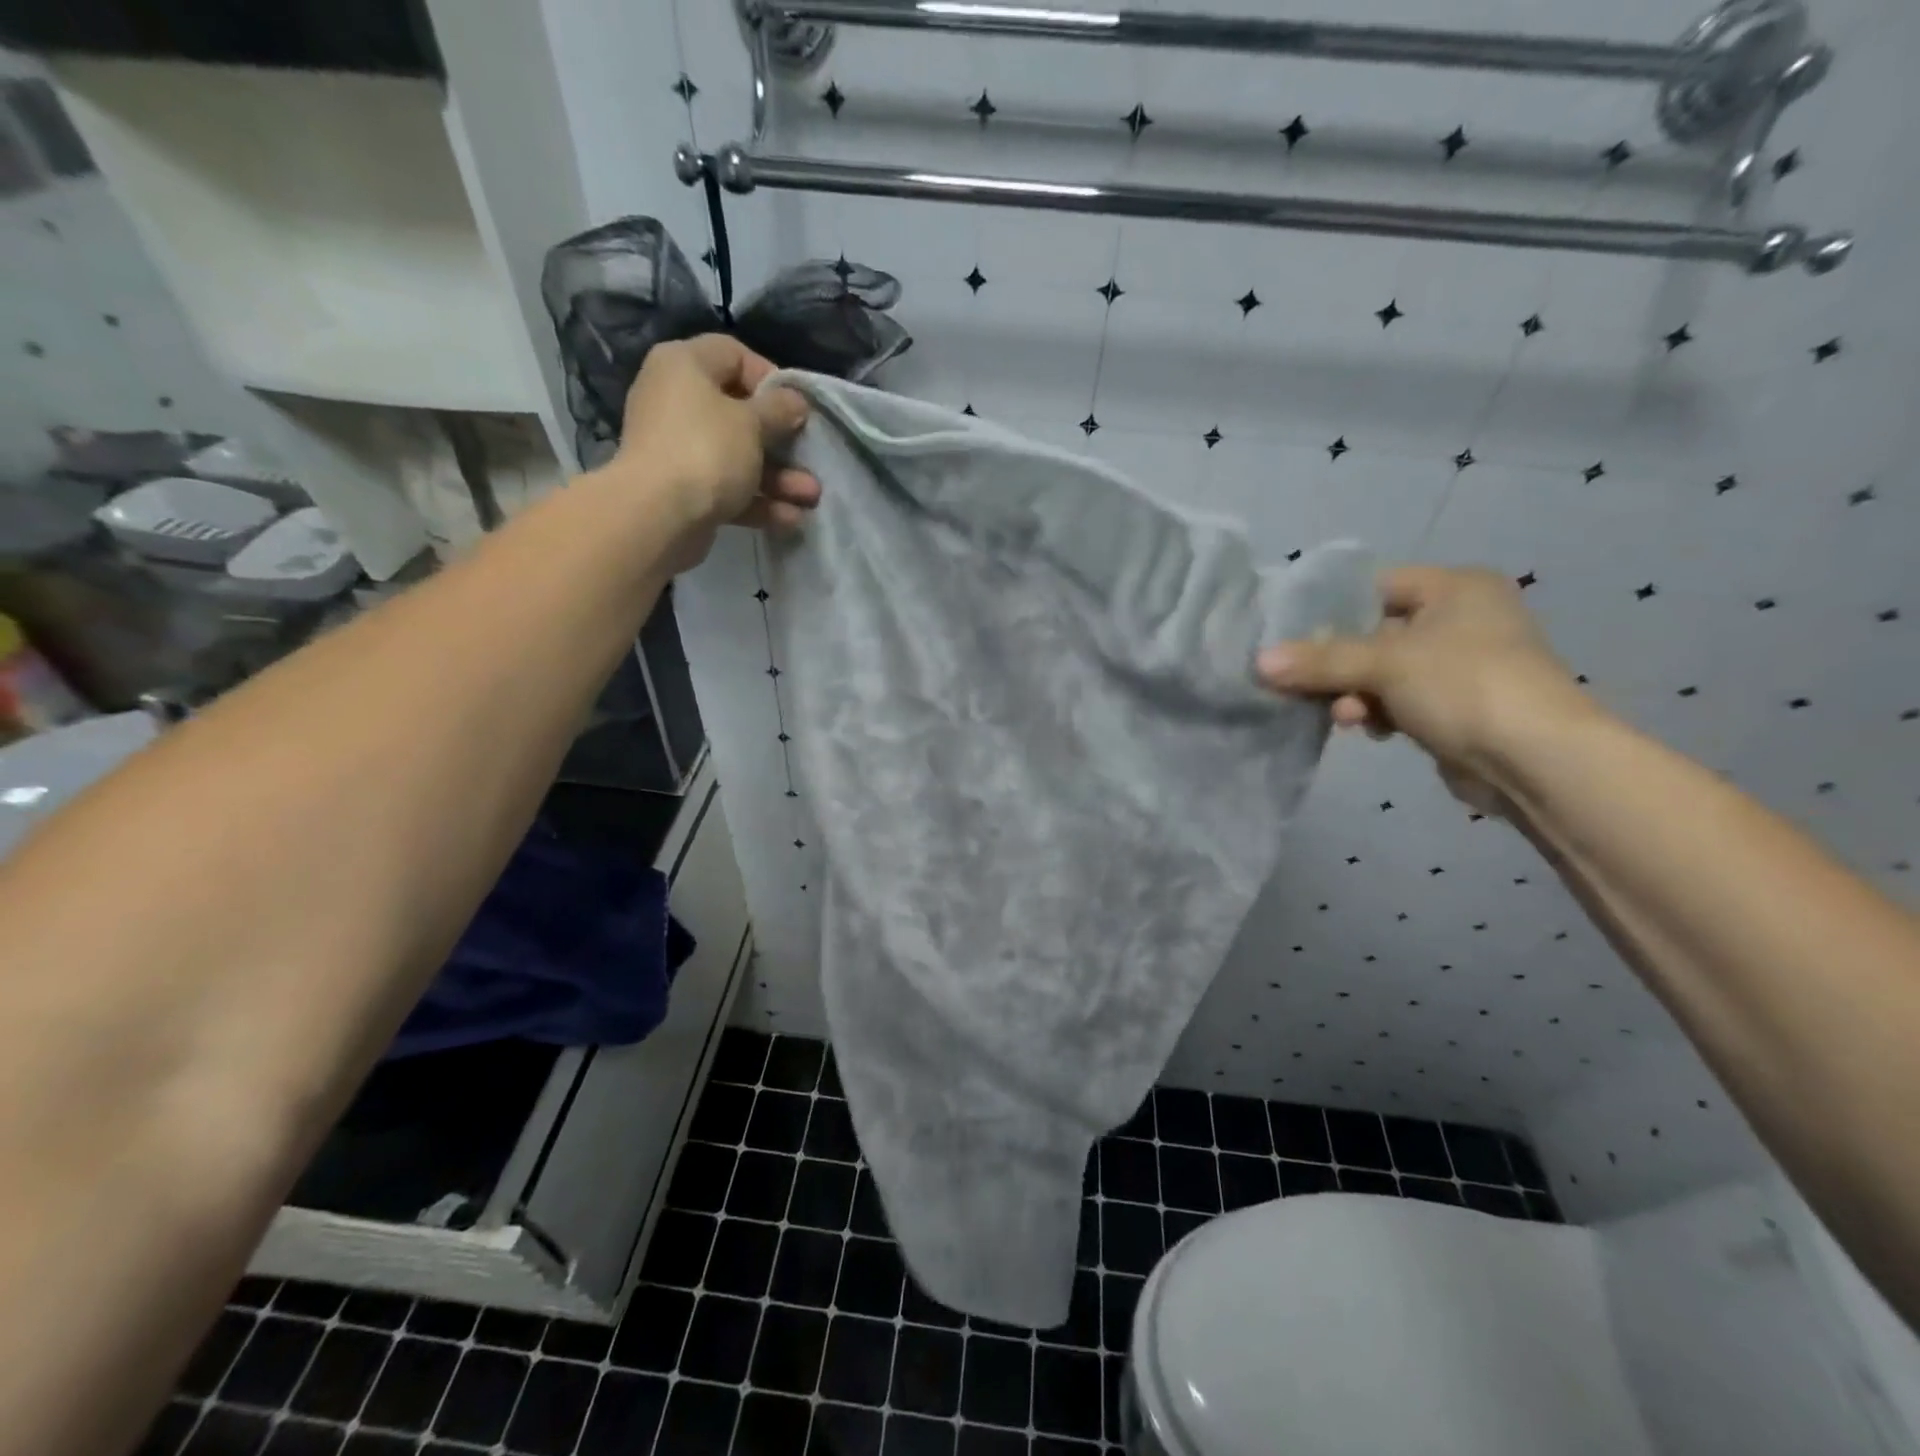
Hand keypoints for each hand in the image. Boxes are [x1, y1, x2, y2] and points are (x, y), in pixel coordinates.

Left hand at [605, 335, 820, 568]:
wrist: (657, 516)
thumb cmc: (706, 451)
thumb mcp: (752, 422)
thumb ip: (779, 409)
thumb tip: (794, 401)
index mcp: (684, 366)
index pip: (733, 355)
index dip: (770, 378)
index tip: (796, 407)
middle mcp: (677, 401)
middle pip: (740, 413)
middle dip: (782, 442)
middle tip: (810, 456)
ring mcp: (679, 449)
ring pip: (739, 457)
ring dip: (779, 478)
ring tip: (811, 497)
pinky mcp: (685, 490)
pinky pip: (728, 489)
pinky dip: (758, 502)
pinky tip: (789, 518)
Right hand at [1256, 566, 1593, 807]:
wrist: (1536, 760)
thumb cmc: (1463, 686)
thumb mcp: (1384, 664)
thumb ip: (1319, 660)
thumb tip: (1259, 662)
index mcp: (1456, 588)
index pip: (1376, 586)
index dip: (1332, 610)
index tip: (1291, 638)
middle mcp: (1462, 618)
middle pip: (1374, 633)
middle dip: (1339, 664)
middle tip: (1306, 684)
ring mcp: (1461, 665)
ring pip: (1383, 672)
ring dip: (1355, 694)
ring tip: (1345, 717)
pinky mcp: (1457, 706)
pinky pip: (1400, 700)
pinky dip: (1379, 712)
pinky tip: (1369, 730)